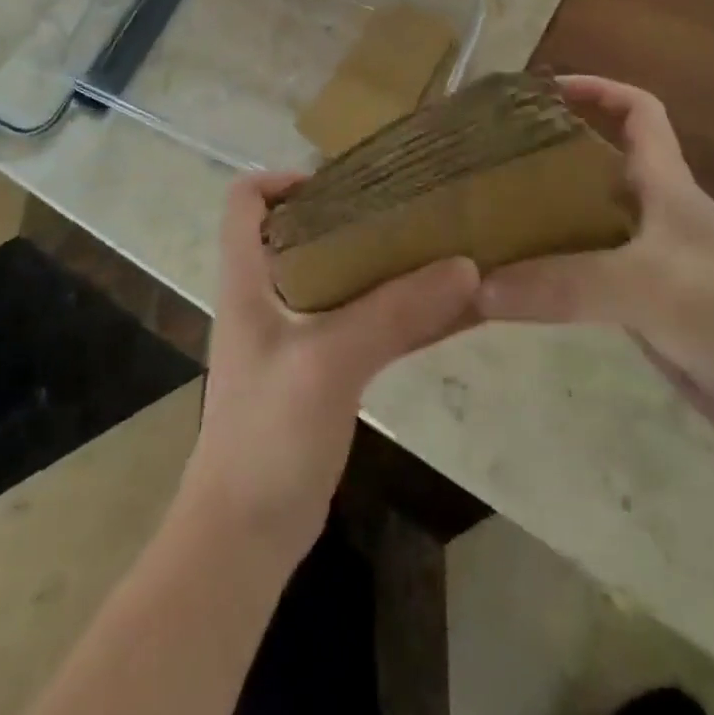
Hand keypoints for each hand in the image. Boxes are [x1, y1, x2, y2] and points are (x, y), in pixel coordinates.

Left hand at [179, 170, 479, 559]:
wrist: (247, 536)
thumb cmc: (267, 433)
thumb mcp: (330, 362)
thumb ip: (395, 313)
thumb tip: (467, 266)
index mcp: (249, 279)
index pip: (246, 201)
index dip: (283, 178)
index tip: (343, 181)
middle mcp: (270, 297)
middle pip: (305, 232)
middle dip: (354, 214)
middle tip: (410, 206)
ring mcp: (298, 336)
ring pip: (344, 280)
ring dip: (387, 264)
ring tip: (441, 244)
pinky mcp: (324, 372)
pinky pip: (368, 326)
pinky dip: (404, 313)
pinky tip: (453, 309)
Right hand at [478, 75, 713, 475]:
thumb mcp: (649, 285)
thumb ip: (564, 283)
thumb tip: (476, 287)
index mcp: (666, 184)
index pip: (638, 112)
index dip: (597, 90)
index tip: (541, 90)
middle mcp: (653, 214)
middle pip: (594, 165)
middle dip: (545, 153)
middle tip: (485, 159)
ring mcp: (646, 263)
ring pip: (583, 222)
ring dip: (539, 215)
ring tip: (482, 214)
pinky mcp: (640, 309)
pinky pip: (581, 275)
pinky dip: (547, 270)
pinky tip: (511, 279)